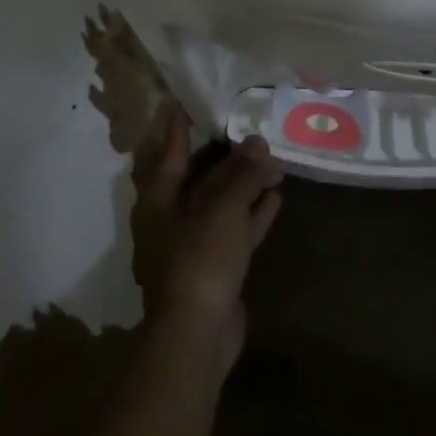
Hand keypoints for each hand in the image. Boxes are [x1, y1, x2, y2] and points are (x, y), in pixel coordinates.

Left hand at [130, 108, 284, 368]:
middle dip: (228, 158)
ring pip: (222, 204)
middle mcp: (172, 218)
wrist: (197, 334)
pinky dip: (254, 214)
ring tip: (274, 161)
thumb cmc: (199, 259)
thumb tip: (260, 144)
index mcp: (159, 200)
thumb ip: (243, 175)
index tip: (182, 102)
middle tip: (251, 131)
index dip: (178, 128)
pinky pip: (236, 230)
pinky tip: (276, 197)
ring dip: (246, 185)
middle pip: (201, 178)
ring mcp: (194, 245)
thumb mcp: (223, 210)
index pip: (170, 153)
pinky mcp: (216, 267)